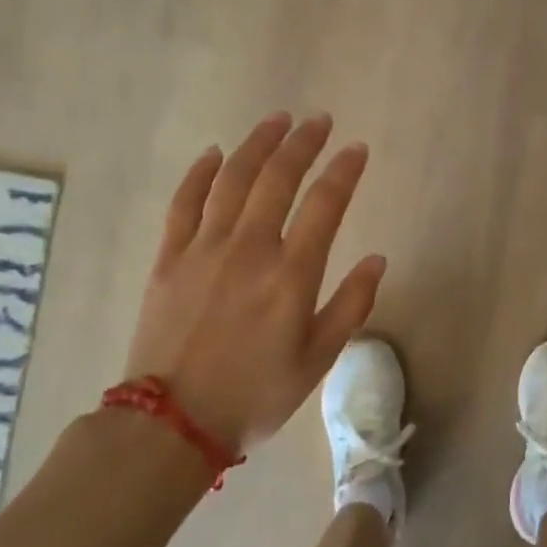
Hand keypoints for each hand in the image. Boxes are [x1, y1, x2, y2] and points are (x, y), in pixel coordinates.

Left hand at [123, 113, 385, 453]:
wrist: (171, 425)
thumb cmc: (256, 396)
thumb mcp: (318, 360)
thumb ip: (351, 305)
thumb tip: (377, 259)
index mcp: (291, 275)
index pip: (325, 204)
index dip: (344, 170)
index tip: (357, 148)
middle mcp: (249, 249)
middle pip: (277, 178)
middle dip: (303, 143)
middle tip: (319, 121)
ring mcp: (203, 249)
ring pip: (232, 179)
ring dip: (257, 144)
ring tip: (277, 121)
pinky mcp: (168, 258)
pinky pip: (184, 203)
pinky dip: (200, 173)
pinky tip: (214, 153)